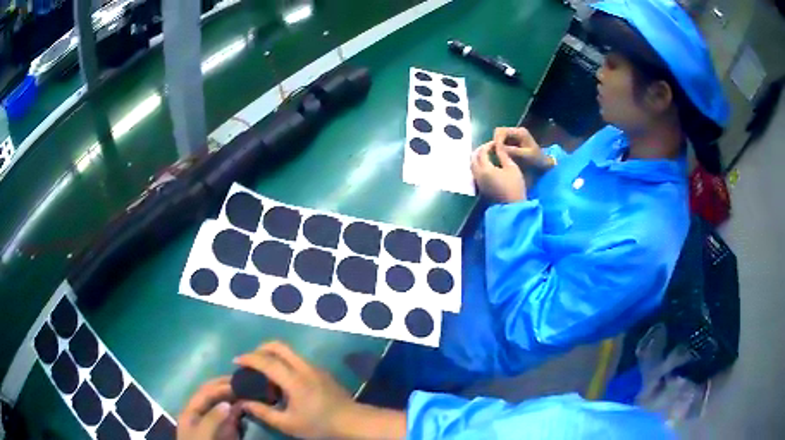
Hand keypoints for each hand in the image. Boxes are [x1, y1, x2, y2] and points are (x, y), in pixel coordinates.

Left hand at [177, 377, 241, 439]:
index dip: (220, 386)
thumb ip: (212, 419)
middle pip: (211, 394)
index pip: (204, 392)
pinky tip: (247, 405)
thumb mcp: (203, 435)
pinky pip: (229, 416)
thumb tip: (228, 403)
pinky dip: (238, 409)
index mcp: (191, 411)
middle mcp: (201, 413)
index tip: (238, 383)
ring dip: (233, 396)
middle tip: (245, 382)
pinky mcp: (223, 431)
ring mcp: (212, 422)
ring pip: (221, 403)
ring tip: (248, 390)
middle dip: (226, 386)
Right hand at [234, 342, 359, 438]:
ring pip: (290, 351)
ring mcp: (315, 367)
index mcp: (294, 380)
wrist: (353, 422)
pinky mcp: (322, 371)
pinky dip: (285, 361)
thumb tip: (243, 403)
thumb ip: (263, 412)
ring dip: (274, 355)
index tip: (236, 361)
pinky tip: (284, 379)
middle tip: (251, 362)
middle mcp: (304, 367)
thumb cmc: (319, 425)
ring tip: (266, 373)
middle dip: (261, 349)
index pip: (266, 361)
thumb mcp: (288, 424)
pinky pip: (298, 359)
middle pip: (279, 346)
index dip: (249, 358)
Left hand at [471, 142, 525, 202]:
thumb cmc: (514, 186)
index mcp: (485, 169)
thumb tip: (498, 146)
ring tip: (488, 154)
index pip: (482, 152)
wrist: (512, 207)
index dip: (488, 145)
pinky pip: (475, 172)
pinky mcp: (480, 187)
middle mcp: (478, 174)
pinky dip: (478, 165)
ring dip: (477, 158)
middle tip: (489, 147)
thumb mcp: (512, 168)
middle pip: (473, 158)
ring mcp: (478, 182)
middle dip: (480, 150)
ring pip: (472, 165)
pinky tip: (487, 165)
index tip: (495, 143)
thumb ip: (503, 155)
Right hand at [492, 127, 552, 169]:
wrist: (543, 163)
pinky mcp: (513, 141)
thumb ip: (512, 151)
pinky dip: (500, 147)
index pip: (502, 131)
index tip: (495, 150)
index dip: (496, 139)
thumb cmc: (536, 159)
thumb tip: (499, 147)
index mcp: (519, 132)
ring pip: (499, 137)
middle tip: (494, 153)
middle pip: (499, 132)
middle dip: (495, 142)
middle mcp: (516, 131)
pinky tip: (500, 155)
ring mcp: (514, 136)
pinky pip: (502, 141)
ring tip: (497, 155)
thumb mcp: (525, 155)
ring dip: (497, 145)